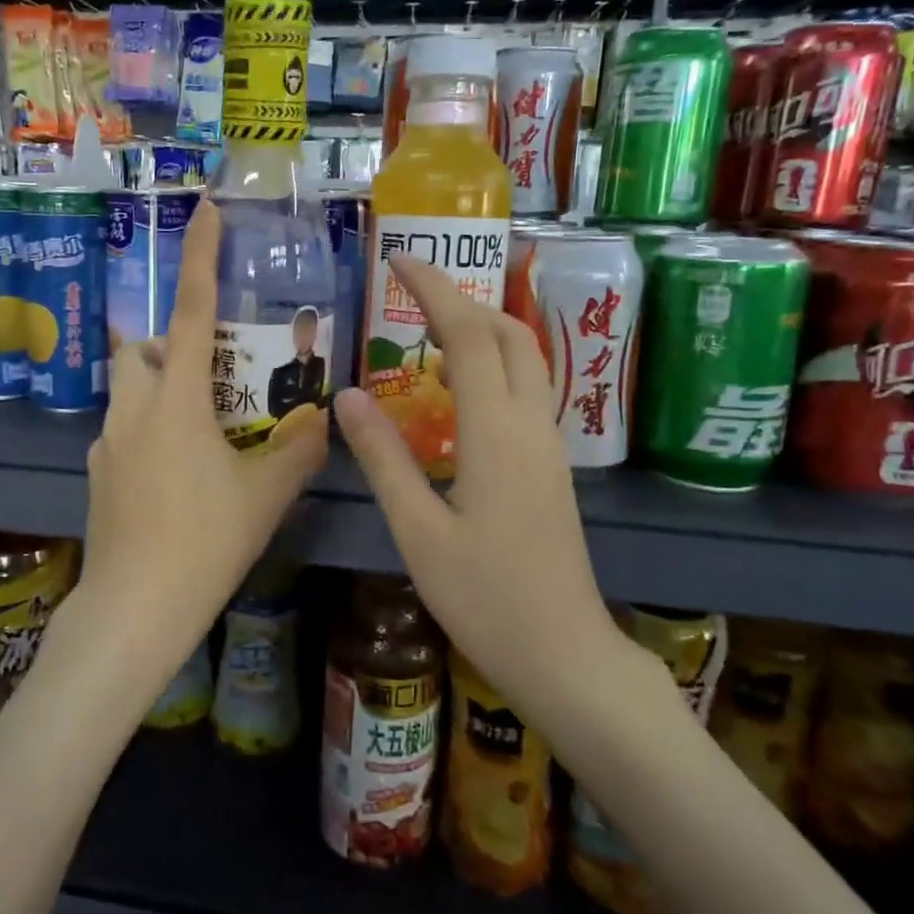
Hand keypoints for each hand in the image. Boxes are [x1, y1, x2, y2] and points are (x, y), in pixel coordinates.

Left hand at [79, 202, 328, 671]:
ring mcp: (105, 444)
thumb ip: (297, 450)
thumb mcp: (265, 496)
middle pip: (141, 349)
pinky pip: (122, 432)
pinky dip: (148, 432)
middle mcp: (133, 409)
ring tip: (201, 429)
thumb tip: (321, 420)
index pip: (192, 312)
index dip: (200, 257)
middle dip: (171, 345)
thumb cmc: (204, 542)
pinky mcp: (96, 476)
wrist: (134, 609)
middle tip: (213, 375)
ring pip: (128, 390)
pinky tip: (176, 476)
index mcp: (176, 401)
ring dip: (159, 389)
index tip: (203, 210)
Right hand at [334, 255, 627, 716]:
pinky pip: (524, 388)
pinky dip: (491, 362)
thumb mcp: (417, 531)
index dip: (433, 290)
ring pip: (524, 357)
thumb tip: (348, 396)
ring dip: (481, 326)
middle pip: (508, 332)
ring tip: (426, 327)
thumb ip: (383, 458)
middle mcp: (531, 424)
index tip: (398, 259)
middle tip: (410, 290)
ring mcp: (548, 443)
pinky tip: (455, 386)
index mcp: (497, 433)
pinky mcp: (550, 463)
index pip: (469, 335)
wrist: (565, 654)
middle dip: (462, 297)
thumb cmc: (486, 598)